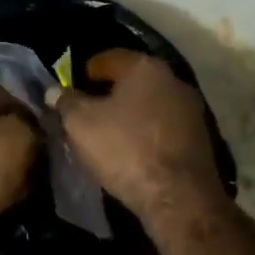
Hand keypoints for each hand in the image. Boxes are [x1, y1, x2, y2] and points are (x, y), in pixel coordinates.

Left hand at [0, 85, 39, 236]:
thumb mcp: (21, 136)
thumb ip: (34, 126)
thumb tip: (39, 132)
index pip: (9, 94)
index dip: (36, 110)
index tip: (57, 128)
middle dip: (23, 141)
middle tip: (48, 157)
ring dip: (10, 168)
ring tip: (34, 181)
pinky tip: (12, 199)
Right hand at [49, 50, 224, 222]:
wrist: (178, 196)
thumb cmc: (125, 149)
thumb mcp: (81, 124)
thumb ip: (66, 102)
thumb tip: (54, 91)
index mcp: (145, 68)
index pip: (111, 58)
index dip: (88, 70)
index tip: (74, 85)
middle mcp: (174, 81)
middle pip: (134, 80)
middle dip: (110, 93)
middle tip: (88, 110)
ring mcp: (192, 110)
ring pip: (151, 104)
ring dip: (131, 114)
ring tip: (109, 133)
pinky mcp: (200, 139)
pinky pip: (164, 127)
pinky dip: (147, 133)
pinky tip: (133, 150)